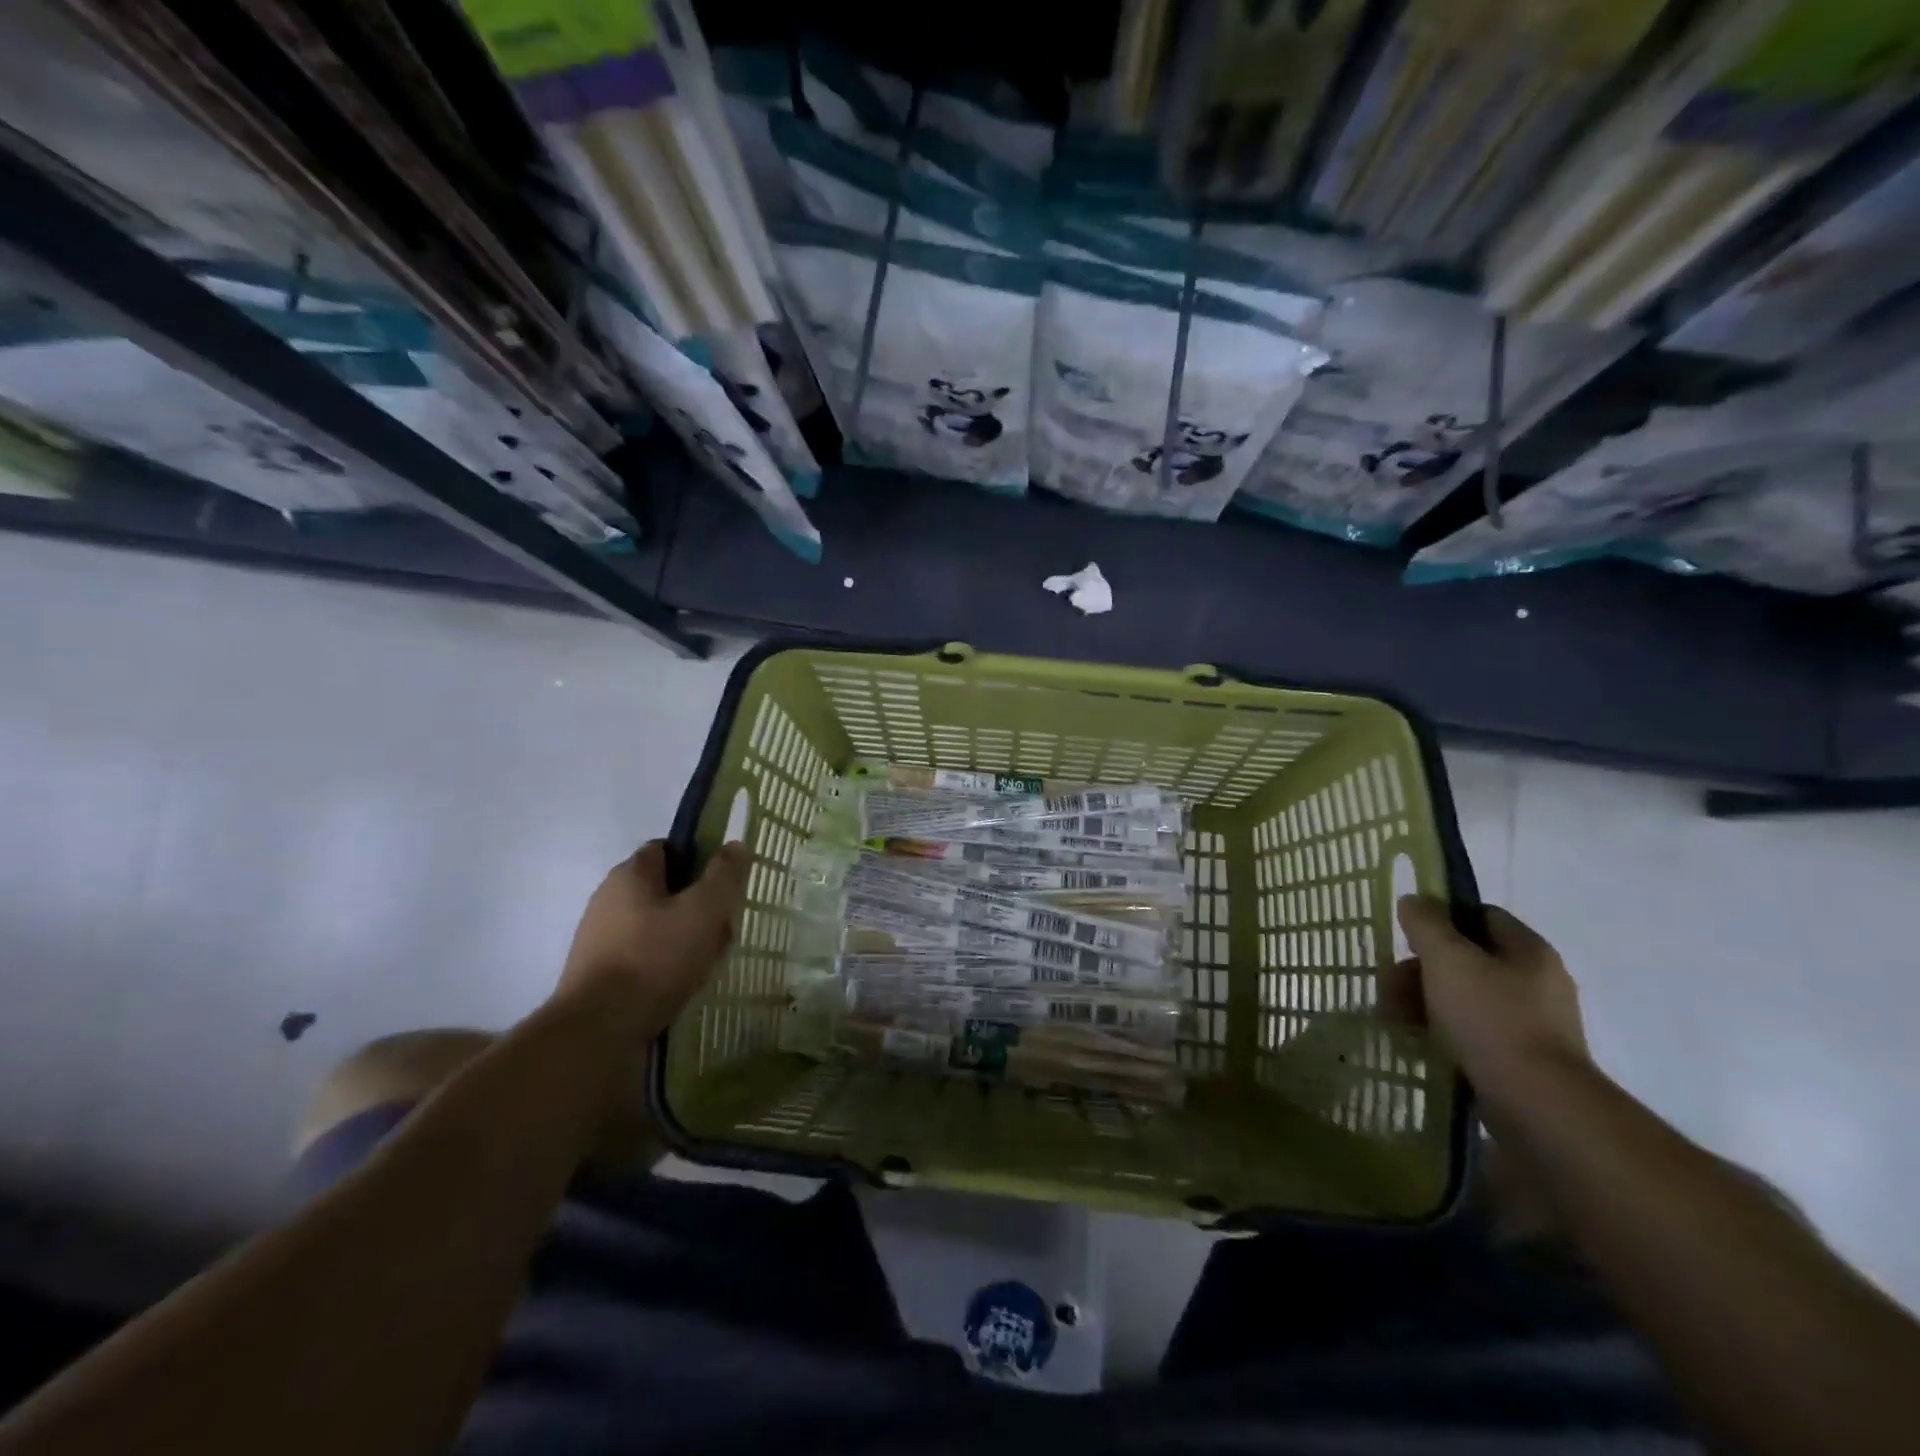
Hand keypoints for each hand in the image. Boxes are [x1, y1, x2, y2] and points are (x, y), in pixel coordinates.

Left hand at [556, 840, 749, 1034]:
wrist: (597, 1031)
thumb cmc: (655, 958)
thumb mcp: (704, 910)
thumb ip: (724, 874)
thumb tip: (736, 844)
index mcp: (630, 874)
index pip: (667, 848)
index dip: (698, 858)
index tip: (723, 883)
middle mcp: (608, 899)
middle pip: (664, 889)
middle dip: (696, 904)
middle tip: (723, 926)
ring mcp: (599, 938)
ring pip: (655, 926)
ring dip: (683, 938)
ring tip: (708, 961)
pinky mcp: (597, 974)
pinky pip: (642, 957)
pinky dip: (664, 965)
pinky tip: (682, 984)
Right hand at [1388, 895, 1588, 1097]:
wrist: (1538, 1106)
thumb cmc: (1492, 1019)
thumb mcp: (1448, 959)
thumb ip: (1426, 923)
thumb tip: (1415, 900)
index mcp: (1528, 951)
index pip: (1480, 915)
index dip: (1440, 919)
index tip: (1407, 938)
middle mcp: (1536, 983)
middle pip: (1465, 959)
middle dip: (1420, 970)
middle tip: (1388, 987)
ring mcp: (1531, 1025)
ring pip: (1463, 998)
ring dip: (1422, 1002)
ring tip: (1392, 1020)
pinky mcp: (1521, 1061)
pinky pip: (1472, 1034)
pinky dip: (1440, 1033)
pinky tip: (1415, 1043)